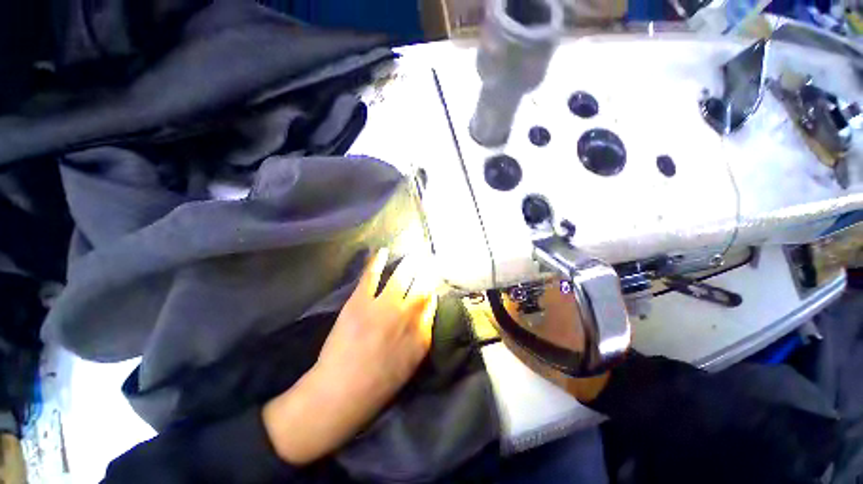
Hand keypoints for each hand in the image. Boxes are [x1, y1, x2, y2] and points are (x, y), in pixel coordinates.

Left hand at [263, 248, 437, 464]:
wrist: (343, 392)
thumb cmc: (381, 382)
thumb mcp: (413, 361)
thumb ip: (423, 334)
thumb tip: (426, 310)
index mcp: (422, 333)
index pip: (432, 301)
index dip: (431, 288)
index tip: (430, 279)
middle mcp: (408, 315)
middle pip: (422, 284)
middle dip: (426, 270)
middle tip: (427, 258)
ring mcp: (384, 306)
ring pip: (402, 276)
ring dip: (409, 262)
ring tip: (414, 254)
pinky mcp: (360, 302)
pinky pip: (372, 275)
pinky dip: (377, 261)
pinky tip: (382, 251)